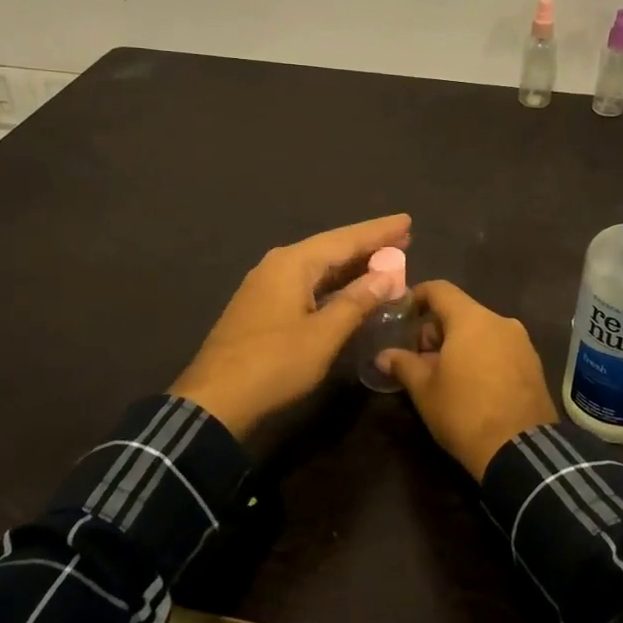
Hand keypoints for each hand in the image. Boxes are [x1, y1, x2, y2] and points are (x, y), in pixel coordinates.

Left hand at [170, 214, 410, 438]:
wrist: (215, 401)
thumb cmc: (274, 363)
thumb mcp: (324, 334)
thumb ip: (357, 301)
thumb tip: (386, 275)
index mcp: (293, 263)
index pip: (345, 239)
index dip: (379, 231)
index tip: (407, 221)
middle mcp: (278, 265)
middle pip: (331, 248)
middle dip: (367, 245)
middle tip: (403, 239)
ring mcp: (266, 286)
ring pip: (318, 267)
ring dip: (351, 266)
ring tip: (384, 260)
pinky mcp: (262, 307)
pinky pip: (307, 284)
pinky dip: (333, 284)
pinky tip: (350, 290)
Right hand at [378, 280, 557, 480]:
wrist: (520, 450)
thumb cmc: (464, 412)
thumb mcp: (424, 390)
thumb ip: (403, 364)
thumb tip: (383, 355)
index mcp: (471, 319)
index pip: (440, 290)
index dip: (417, 296)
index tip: (401, 314)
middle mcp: (500, 321)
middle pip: (461, 311)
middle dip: (436, 329)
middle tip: (418, 357)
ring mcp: (521, 342)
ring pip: (482, 330)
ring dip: (460, 344)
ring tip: (444, 374)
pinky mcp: (533, 364)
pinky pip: (500, 348)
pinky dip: (482, 355)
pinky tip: (472, 384)